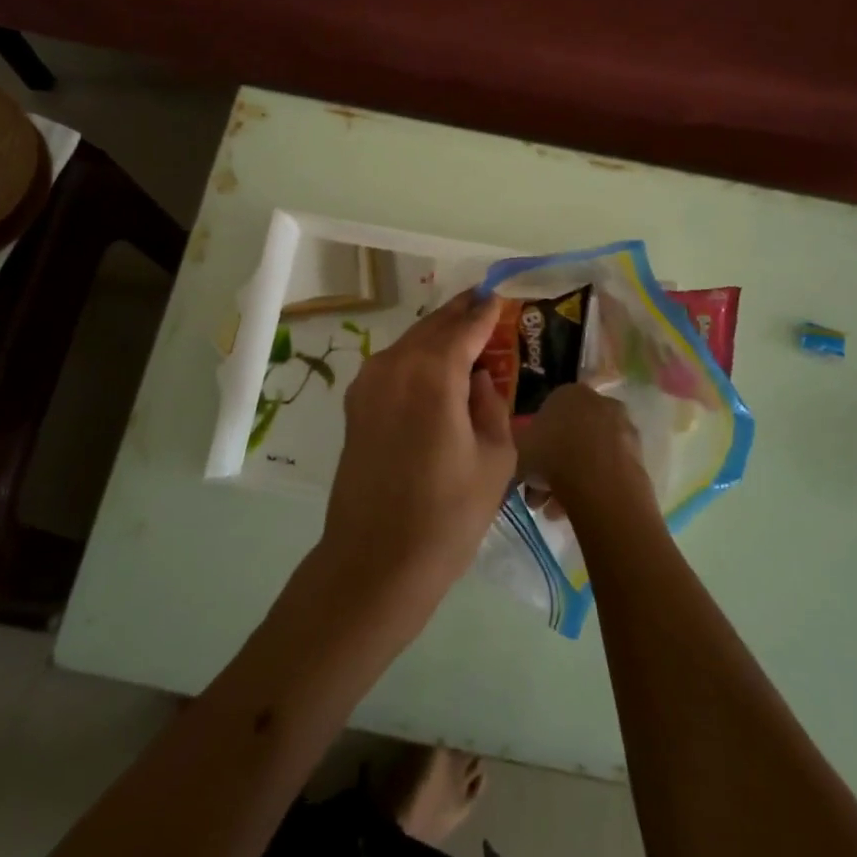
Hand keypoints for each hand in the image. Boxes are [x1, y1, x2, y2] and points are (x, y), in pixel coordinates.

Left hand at [317, 291, 516, 629]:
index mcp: (433, 374)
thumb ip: (491, 405)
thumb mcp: (495, 458)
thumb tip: (479, 378)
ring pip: (410, 343)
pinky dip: (417, 357)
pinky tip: (435, 368)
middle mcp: (395, 366)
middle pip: (433, 327)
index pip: (464, 327)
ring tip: (465, 334)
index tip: (499, 296)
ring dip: (437, 335)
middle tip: (484, 303)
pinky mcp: (356, 404)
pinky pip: (393, 365)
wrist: (377, 560)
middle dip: (460, 314)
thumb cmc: (448, 514)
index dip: (484, 311)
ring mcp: (369, 383)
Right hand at [516, 384, 653, 524]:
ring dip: (570, 480)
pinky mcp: (638, 453)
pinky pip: (607, 469)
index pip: (546, 414)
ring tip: (554, 511)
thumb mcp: (518, 449)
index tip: (527, 468)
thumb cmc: (551, 456)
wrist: (599, 481)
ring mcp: (622, 427)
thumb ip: (519, 447)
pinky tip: (577, 508)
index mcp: (567, 392)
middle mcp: (598, 402)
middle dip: (552, 466)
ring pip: (588, 454)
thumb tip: (521, 455)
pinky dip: (593, 485)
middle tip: (538, 494)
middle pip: (569, 436)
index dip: (534, 444)